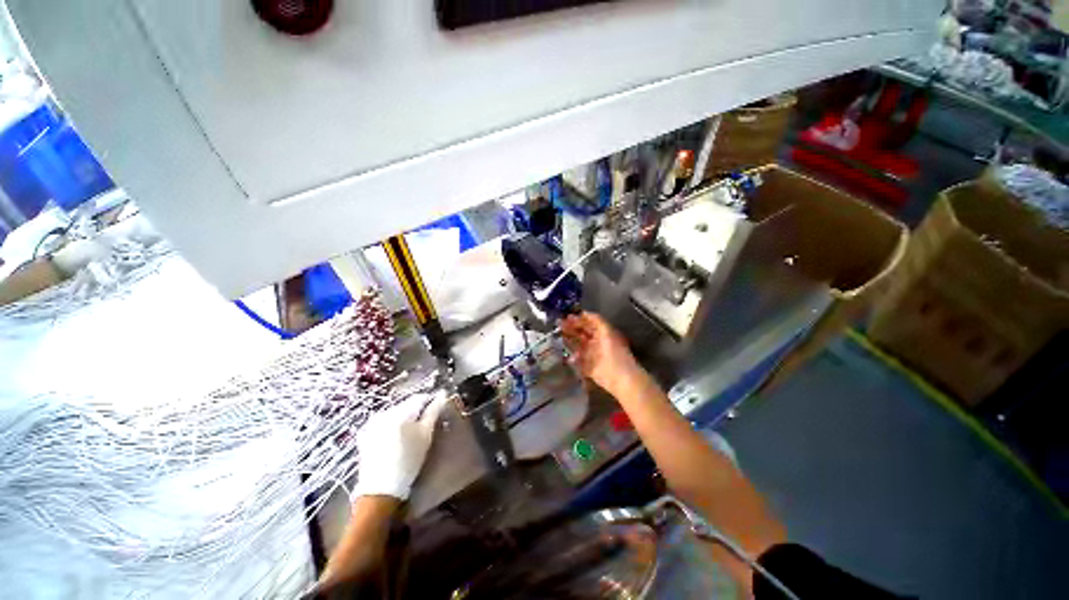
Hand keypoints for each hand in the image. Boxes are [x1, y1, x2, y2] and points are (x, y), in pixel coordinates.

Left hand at [352, 390, 450, 500]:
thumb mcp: (426, 435)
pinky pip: (385, 423)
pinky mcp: (366, 435)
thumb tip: (442, 394)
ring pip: (396, 413)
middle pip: (407, 405)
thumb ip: (434, 411)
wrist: (381, 490)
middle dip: (417, 412)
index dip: (431, 402)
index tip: (437, 411)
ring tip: (411, 435)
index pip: (420, 398)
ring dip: (405, 420)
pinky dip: (393, 427)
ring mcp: (372, 424)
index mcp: (399, 411)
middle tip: (425, 427)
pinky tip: (397, 441)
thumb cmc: (409, 461)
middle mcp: (384, 413)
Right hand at [561, 312, 644, 396]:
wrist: (620, 377)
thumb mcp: (607, 332)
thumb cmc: (615, 352)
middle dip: (571, 328)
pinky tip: (569, 356)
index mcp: (603, 333)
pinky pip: (578, 360)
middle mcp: (597, 342)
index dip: (579, 319)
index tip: (567, 317)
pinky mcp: (588, 367)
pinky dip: (573, 357)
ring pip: (578, 345)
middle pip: (582, 333)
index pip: (589, 324)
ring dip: (570, 340)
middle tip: (559, 324)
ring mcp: (592, 355)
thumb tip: (584, 313)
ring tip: (560, 336)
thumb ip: (597, 320)